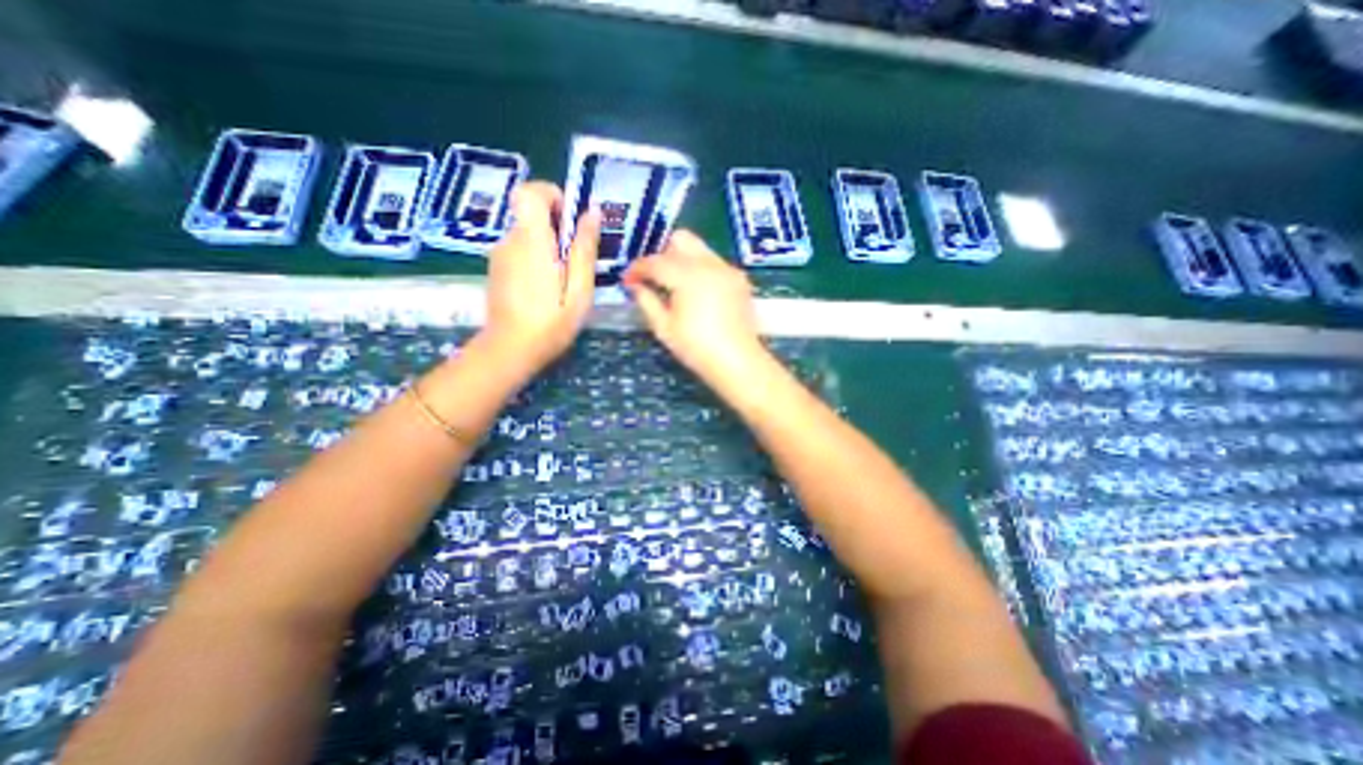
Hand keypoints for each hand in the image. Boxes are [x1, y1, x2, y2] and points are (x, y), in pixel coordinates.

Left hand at [483, 180, 600, 382]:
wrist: (509, 351)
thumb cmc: (551, 324)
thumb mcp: (579, 290)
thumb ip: (584, 249)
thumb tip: (592, 212)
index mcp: (532, 241)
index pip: (530, 192)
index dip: (552, 195)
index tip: (570, 221)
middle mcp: (510, 240)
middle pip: (531, 214)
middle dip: (557, 228)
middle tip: (575, 262)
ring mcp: (499, 255)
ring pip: (527, 234)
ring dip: (548, 247)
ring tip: (564, 281)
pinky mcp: (497, 269)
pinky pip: (520, 250)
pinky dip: (536, 259)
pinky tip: (546, 289)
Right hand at [625, 227, 765, 384]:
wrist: (738, 362)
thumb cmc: (697, 348)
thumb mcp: (664, 328)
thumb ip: (647, 301)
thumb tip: (635, 286)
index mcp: (687, 276)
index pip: (655, 261)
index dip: (637, 268)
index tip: (628, 279)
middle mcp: (709, 263)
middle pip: (680, 239)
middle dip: (662, 253)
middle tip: (654, 277)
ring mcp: (727, 269)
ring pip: (699, 248)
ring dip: (681, 259)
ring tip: (674, 285)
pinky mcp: (739, 278)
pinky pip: (714, 262)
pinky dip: (700, 268)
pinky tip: (697, 292)